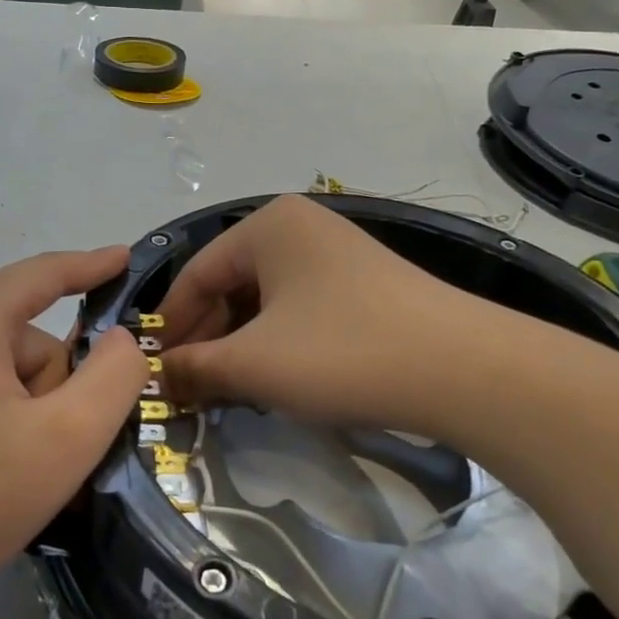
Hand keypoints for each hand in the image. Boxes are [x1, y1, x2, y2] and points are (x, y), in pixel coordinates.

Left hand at [0, 248, 147, 601]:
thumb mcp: (67, 437)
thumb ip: (115, 376)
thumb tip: (118, 340)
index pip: (45, 273)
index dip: (92, 266)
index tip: (127, 259)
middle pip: (24, 335)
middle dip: (52, 385)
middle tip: (49, 451)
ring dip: (23, 407)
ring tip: (11, 471)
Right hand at [159, 195, 499, 431]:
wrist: (464, 370)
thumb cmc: (342, 352)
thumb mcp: (253, 364)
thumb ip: (192, 368)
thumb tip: (154, 378)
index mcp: (267, 226)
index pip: (195, 275)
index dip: (170, 327)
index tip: (155, 373)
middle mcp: (300, 228)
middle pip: (230, 286)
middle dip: (206, 340)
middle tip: (190, 390)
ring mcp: (337, 256)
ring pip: (264, 302)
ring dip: (239, 347)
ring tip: (226, 392)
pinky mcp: (364, 287)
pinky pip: (299, 311)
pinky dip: (275, 345)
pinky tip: (272, 380)